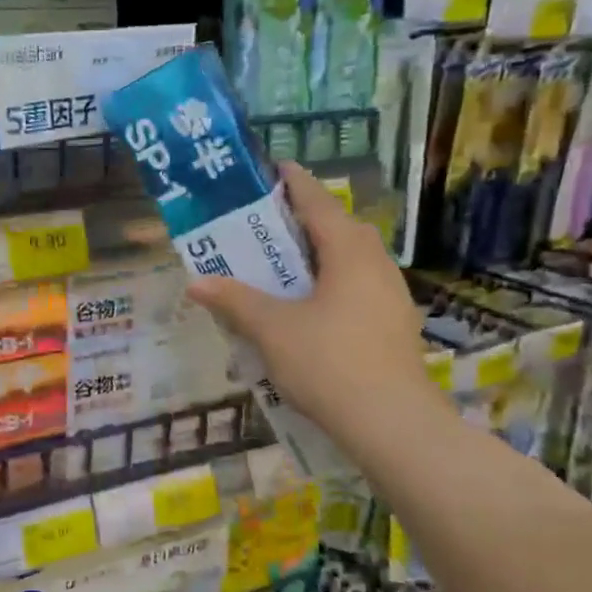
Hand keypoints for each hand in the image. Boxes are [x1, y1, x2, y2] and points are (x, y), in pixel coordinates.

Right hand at [186, 164, 445, 458]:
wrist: (392, 424)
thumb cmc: (329, 362)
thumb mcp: (271, 329)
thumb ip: (234, 301)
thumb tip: (195, 282)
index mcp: (348, 253)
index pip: (318, 203)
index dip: (295, 182)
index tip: (277, 167)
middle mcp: (376, 265)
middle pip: (341, 228)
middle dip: (308, 219)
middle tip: (272, 221)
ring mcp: (392, 297)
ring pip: (354, 260)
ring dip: (323, 253)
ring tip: (288, 263)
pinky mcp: (395, 326)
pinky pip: (359, 287)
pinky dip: (334, 282)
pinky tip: (313, 307)